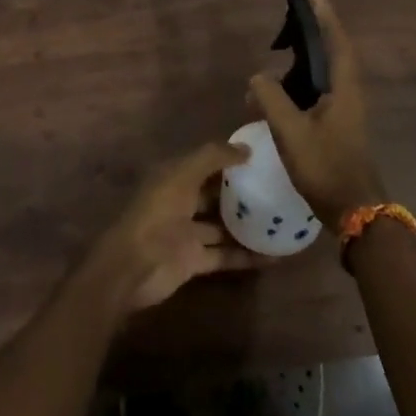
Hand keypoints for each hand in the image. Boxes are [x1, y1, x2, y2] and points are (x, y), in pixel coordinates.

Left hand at [85, 142, 266, 312]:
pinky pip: (226, 255)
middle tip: (277, 187)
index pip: (206, 162)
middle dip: (242, 191)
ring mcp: (187, 233)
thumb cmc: (157, 212)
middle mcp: (181, 202)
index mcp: (174, 177)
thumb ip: (213, 157)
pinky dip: (247, 256)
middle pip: (216, 194)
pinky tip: (275, 255)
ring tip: (282, 220)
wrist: (133, 267)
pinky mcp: (195, 261)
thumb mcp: (183, 174)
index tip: (262, 156)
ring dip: (248, 224)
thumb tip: (246, 147)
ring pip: (223, 225)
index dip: (230, 158)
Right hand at [248, 0, 386, 223]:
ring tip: (280, 48)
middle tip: (291, 13)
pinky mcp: (339, 122)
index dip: (323, 11)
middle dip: (314, 27)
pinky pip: (320, 87)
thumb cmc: (325, 167)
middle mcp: (349, 90)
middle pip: (333, 48)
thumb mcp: (291, 132)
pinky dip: (302, 79)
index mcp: (344, 86)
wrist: (356, 209)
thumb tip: (257, 77)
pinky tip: (280, 90)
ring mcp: (346, 107)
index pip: (335, 37)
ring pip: (326, 70)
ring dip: (306, 55)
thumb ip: (271, 99)